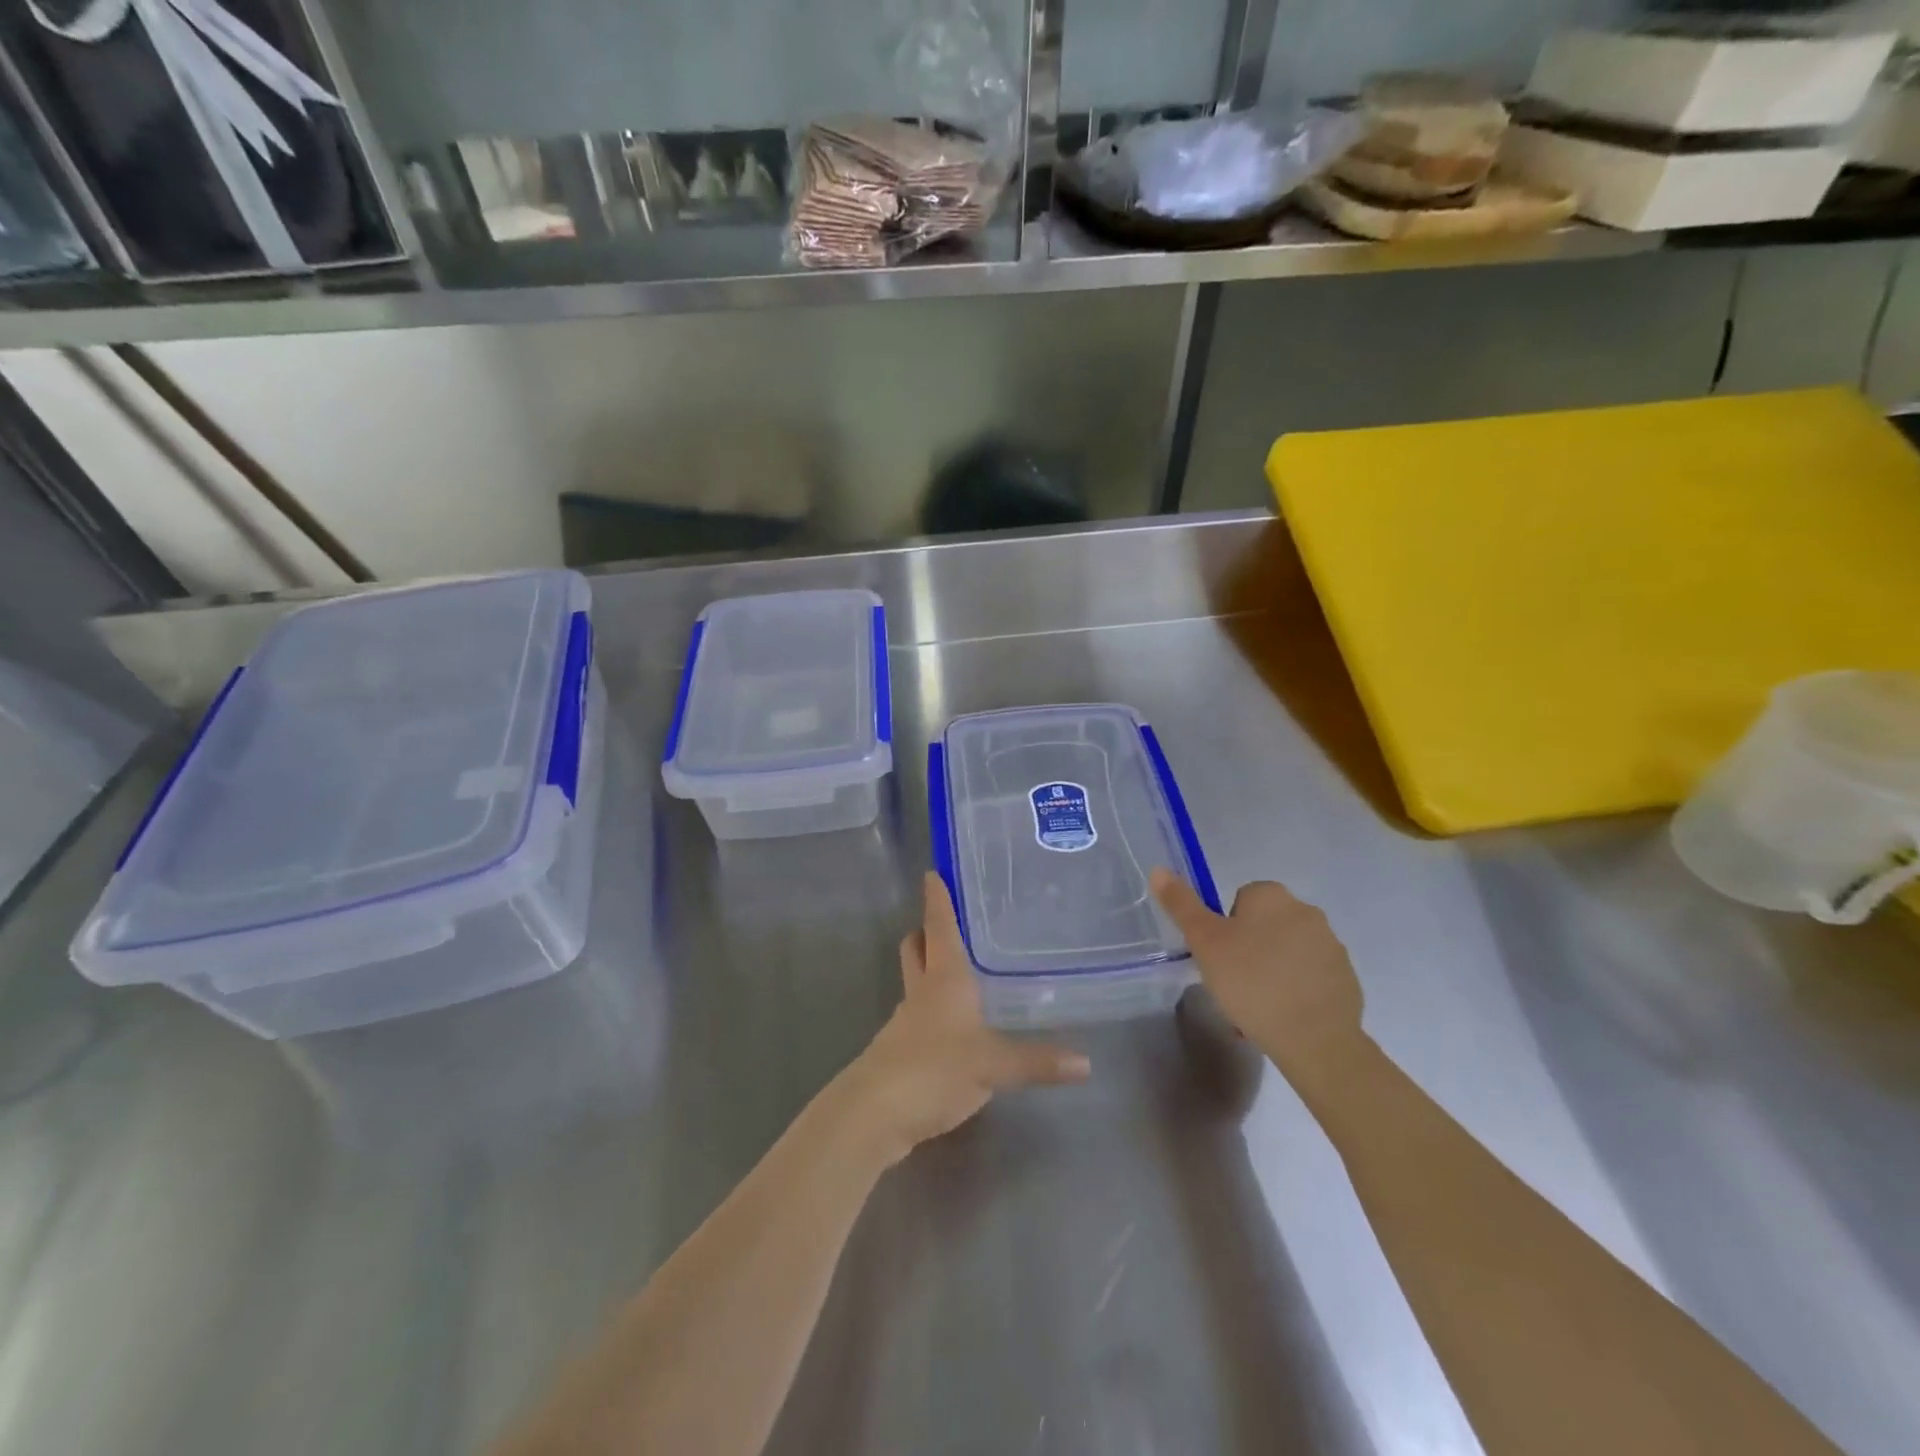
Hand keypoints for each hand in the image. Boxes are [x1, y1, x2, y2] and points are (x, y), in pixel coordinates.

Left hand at [840, 873, 1090, 1166]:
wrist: (874, 1113)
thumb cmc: (934, 1068)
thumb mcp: (993, 1065)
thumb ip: (1038, 1062)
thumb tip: (1086, 1063)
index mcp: (944, 977)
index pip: (939, 926)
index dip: (937, 899)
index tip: (933, 872)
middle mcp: (922, 991)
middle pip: (917, 948)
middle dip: (926, 931)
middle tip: (948, 922)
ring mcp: (906, 1021)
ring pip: (915, 981)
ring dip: (928, 969)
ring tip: (961, 971)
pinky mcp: (900, 1051)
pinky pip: (918, 1017)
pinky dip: (931, 1009)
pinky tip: (954, 1026)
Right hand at [1151, 870, 1364, 1090]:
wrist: (1314, 1039)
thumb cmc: (1250, 981)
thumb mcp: (1204, 942)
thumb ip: (1181, 905)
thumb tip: (1158, 869)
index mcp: (1272, 896)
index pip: (1239, 900)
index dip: (1224, 929)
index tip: (1219, 957)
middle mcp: (1306, 911)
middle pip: (1264, 926)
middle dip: (1248, 950)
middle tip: (1232, 984)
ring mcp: (1331, 946)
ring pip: (1286, 954)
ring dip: (1271, 971)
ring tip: (1255, 1008)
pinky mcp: (1346, 979)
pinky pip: (1309, 978)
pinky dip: (1295, 992)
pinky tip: (1282, 1017)